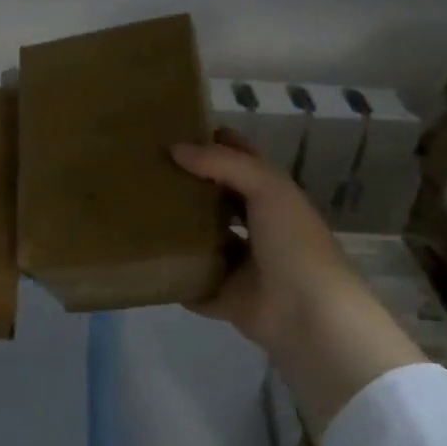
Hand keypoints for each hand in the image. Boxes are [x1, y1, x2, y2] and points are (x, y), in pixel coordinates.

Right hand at [173, 130, 425, 431]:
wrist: (309, 315)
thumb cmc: (293, 242)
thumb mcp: (267, 188)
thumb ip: (222, 163)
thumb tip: (174, 149)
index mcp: (272, 197)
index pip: (240, 160)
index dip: (215, 143)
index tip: (175, 130)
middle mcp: (257, 227)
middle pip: (217, 200)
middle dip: (189, 186)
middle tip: (145, 170)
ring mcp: (242, 265)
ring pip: (204, 242)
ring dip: (180, 232)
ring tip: (138, 212)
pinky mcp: (226, 298)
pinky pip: (195, 284)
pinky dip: (177, 277)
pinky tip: (146, 261)